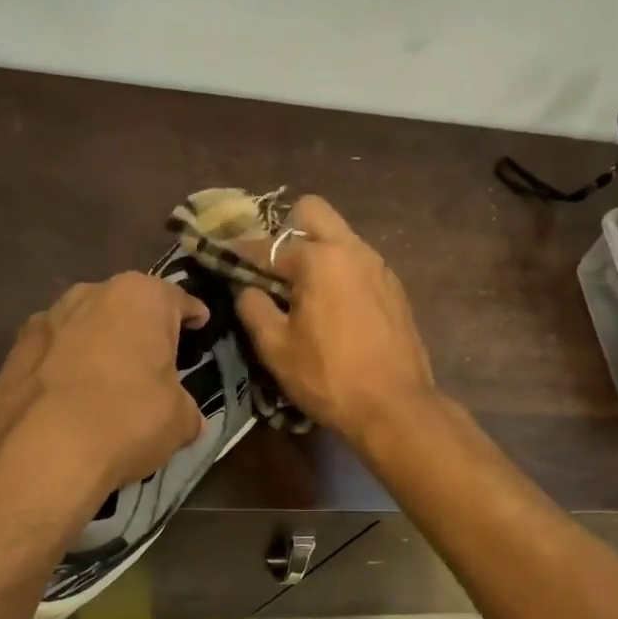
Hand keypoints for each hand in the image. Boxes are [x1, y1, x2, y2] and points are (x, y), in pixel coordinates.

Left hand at [0, 272, 209, 508]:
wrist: (40, 452)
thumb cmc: (126, 420)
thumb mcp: (180, 421)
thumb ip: (186, 408)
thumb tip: (185, 418)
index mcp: (140, 296)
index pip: (178, 300)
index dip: (193, 317)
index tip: (200, 329)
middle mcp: (90, 293)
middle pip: (127, 309)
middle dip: (140, 332)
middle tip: (154, 365)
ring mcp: (45, 319)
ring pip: (86, 329)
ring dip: (99, 348)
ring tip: (108, 387)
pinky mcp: (13, 351)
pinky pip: (53, 356)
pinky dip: (65, 371)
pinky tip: (70, 405)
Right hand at [235, 196, 437, 446]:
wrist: (395, 406)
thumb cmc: (328, 377)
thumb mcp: (276, 348)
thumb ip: (253, 308)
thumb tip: (246, 289)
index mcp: (318, 259)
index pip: (266, 245)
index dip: (240, 252)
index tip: (222, 256)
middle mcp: (351, 249)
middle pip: (311, 211)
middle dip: (285, 230)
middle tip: (272, 268)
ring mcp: (378, 266)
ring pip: (339, 235)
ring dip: (315, 250)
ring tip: (301, 291)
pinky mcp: (393, 287)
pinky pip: (357, 261)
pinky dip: (338, 271)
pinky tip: (332, 308)